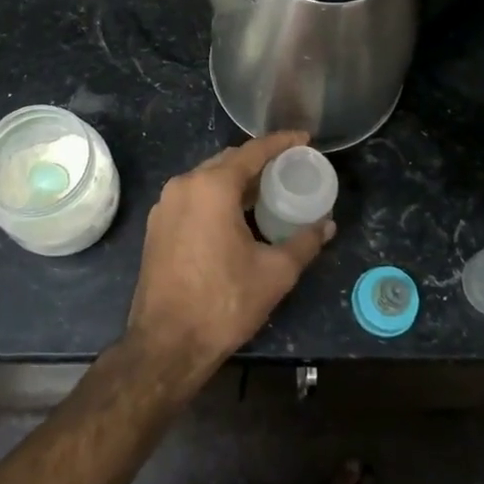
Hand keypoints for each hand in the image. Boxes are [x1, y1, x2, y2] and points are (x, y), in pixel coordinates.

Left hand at [125, 131, 334, 383]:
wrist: (165, 345)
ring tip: (266, 190)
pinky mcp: (156, 227)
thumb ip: (304, 243)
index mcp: (211, 187)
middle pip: (228, 161)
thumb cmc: (223, 302)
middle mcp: (184, 186)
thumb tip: (327, 226)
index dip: (281, 143)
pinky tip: (236, 215)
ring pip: (207, 179)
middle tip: (288, 167)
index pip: (252, 151)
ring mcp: (165, 206)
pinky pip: (193, 197)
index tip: (304, 138)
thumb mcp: (275, 273)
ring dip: (236, 180)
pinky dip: (216, 197)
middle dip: (258, 161)